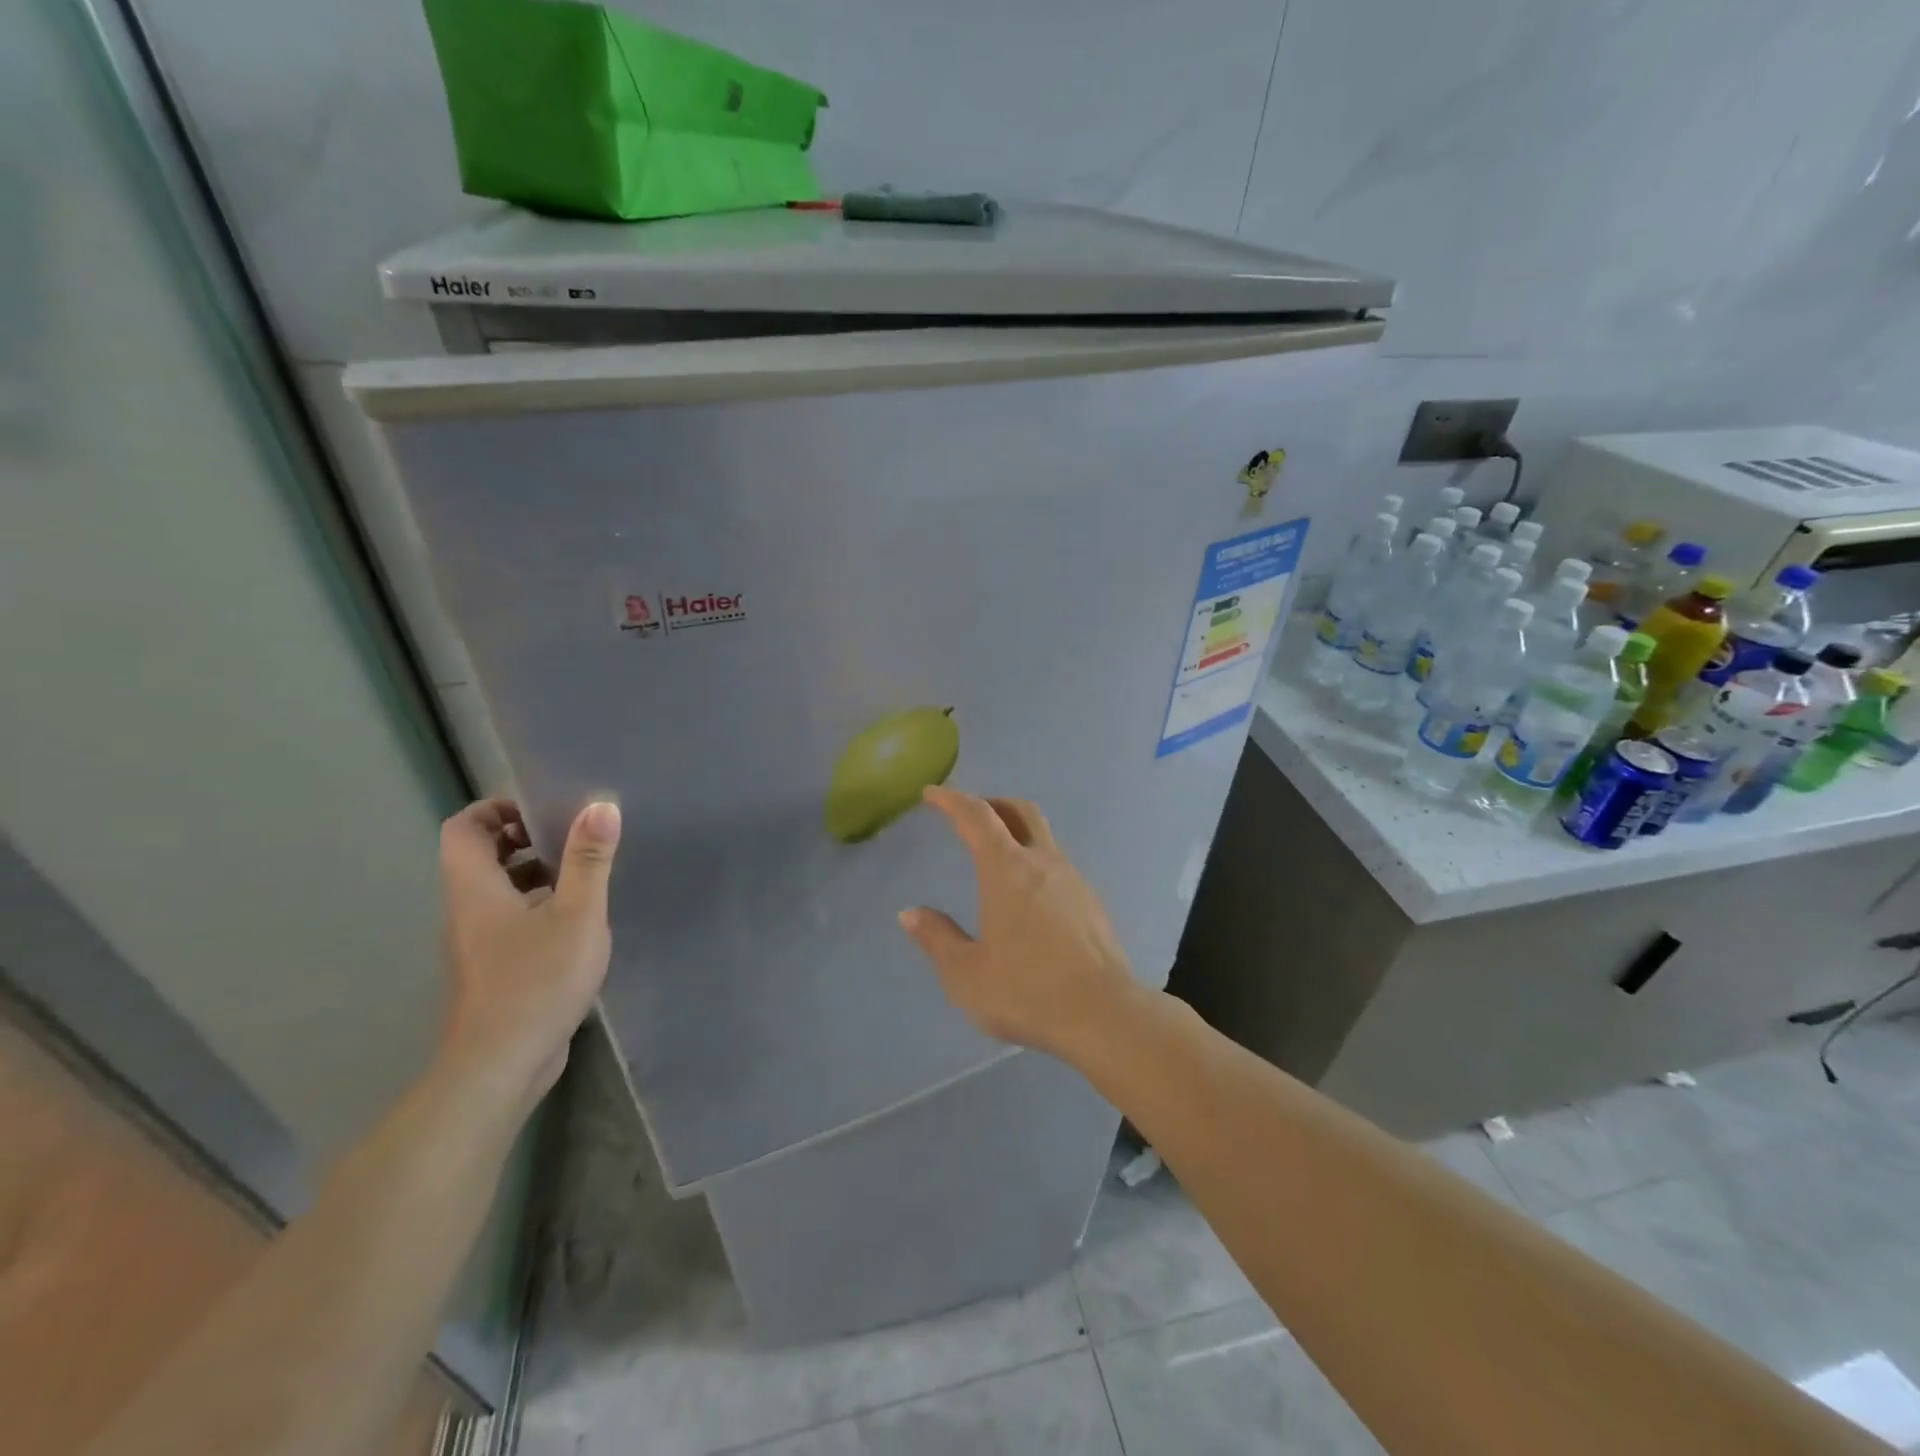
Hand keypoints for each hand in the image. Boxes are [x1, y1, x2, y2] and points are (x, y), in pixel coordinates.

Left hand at [438, 797, 620, 1114]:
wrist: (501, 1065)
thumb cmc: (538, 979)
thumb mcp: (578, 913)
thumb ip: (589, 859)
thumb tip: (601, 805)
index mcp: (476, 889)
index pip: (463, 828)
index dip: (497, 808)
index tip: (543, 809)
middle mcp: (467, 911)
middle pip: (479, 857)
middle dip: (522, 838)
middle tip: (570, 837)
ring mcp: (477, 944)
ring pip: (497, 891)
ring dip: (533, 873)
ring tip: (582, 874)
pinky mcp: (493, 970)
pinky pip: (509, 920)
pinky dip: (537, 906)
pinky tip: (578, 921)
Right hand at [898, 787, 1138, 1062]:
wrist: (1105, 1014)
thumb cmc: (1027, 991)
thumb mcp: (966, 974)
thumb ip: (937, 939)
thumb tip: (910, 914)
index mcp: (1007, 870)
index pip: (977, 816)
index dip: (952, 800)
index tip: (933, 794)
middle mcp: (1043, 862)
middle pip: (1020, 811)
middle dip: (992, 804)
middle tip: (969, 816)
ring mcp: (1073, 879)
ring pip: (1043, 836)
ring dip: (1017, 833)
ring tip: (996, 859)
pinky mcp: (1092, 902)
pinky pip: (1058, 865)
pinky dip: (1035, 862)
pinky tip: (1028, 897)